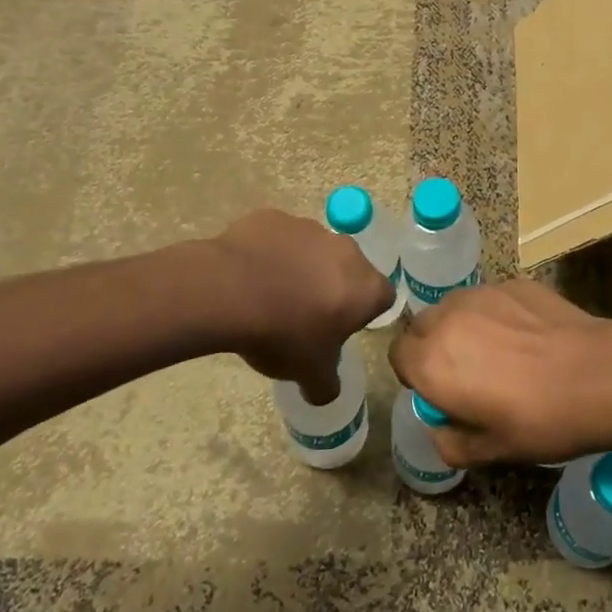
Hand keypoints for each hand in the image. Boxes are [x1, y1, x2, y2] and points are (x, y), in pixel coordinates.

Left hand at [213, 210, 394, 402]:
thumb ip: (326, 384)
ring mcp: (309, 228)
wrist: (229, 291)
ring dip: (301, 269)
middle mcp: (346, 250)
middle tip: (305, 315)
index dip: (362, 314)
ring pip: (313, 251)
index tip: (340, 329)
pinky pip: (279, 238)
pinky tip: (248, 275)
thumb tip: (325, 393)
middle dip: (333, 288)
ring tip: (270, 295)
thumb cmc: (283, 334)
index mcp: (365, 286)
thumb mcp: (309, 373)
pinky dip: (270, 253)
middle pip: (349, 269)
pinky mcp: (274, 218)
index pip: (382, 298)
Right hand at [387, 280, 611, 467]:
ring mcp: (482, 294)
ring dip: (463, 326)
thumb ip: (450, 443)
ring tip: (499, 351)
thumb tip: (441, 429)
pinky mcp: (513, 283)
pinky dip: (498, 314)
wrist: (597, 376)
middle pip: (422, 326)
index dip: (414, 374)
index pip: (397, 356)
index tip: (439, 391)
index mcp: (431, 362)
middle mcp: (447, 319)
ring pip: (455, 307)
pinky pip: (491, 299)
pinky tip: (530, 337)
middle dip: (434, 346)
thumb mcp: (491, 451)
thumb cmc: (539, 420)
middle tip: (467, 373)